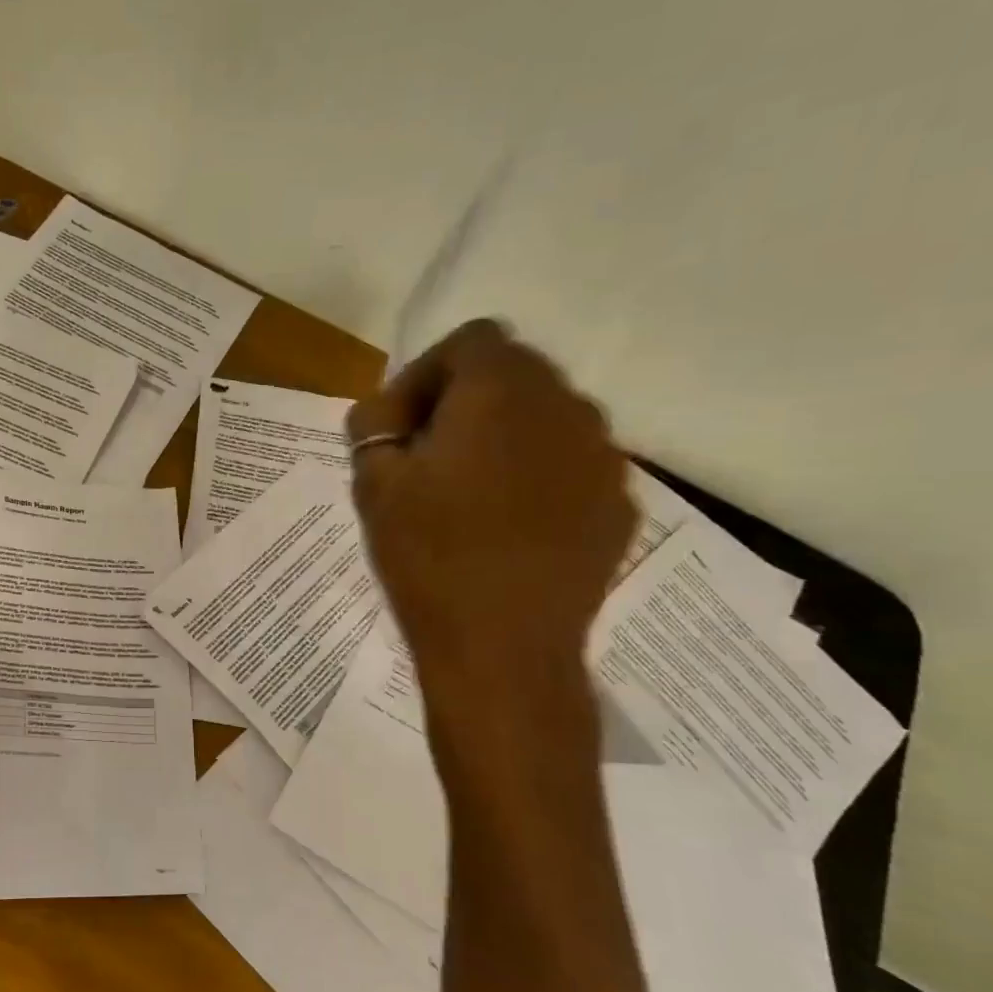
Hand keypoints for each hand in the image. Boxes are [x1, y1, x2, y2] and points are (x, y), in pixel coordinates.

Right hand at [348, 319, 634, 697]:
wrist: (503, 649)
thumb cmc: (429, 557)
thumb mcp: (373, 486)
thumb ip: (373, 427)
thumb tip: (383, 413)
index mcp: (502, 391)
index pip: (469, 342)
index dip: (425, 374)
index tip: (399, 427)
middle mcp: (566, 407)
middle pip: (513, 374)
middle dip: (464, 402)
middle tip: (426, 456)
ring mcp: (603, 457)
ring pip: (546, 419)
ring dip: (503, 437)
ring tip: (469, 493)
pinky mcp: (619, 504)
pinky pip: (572, 466)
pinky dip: (537, 477)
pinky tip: (509, 526)